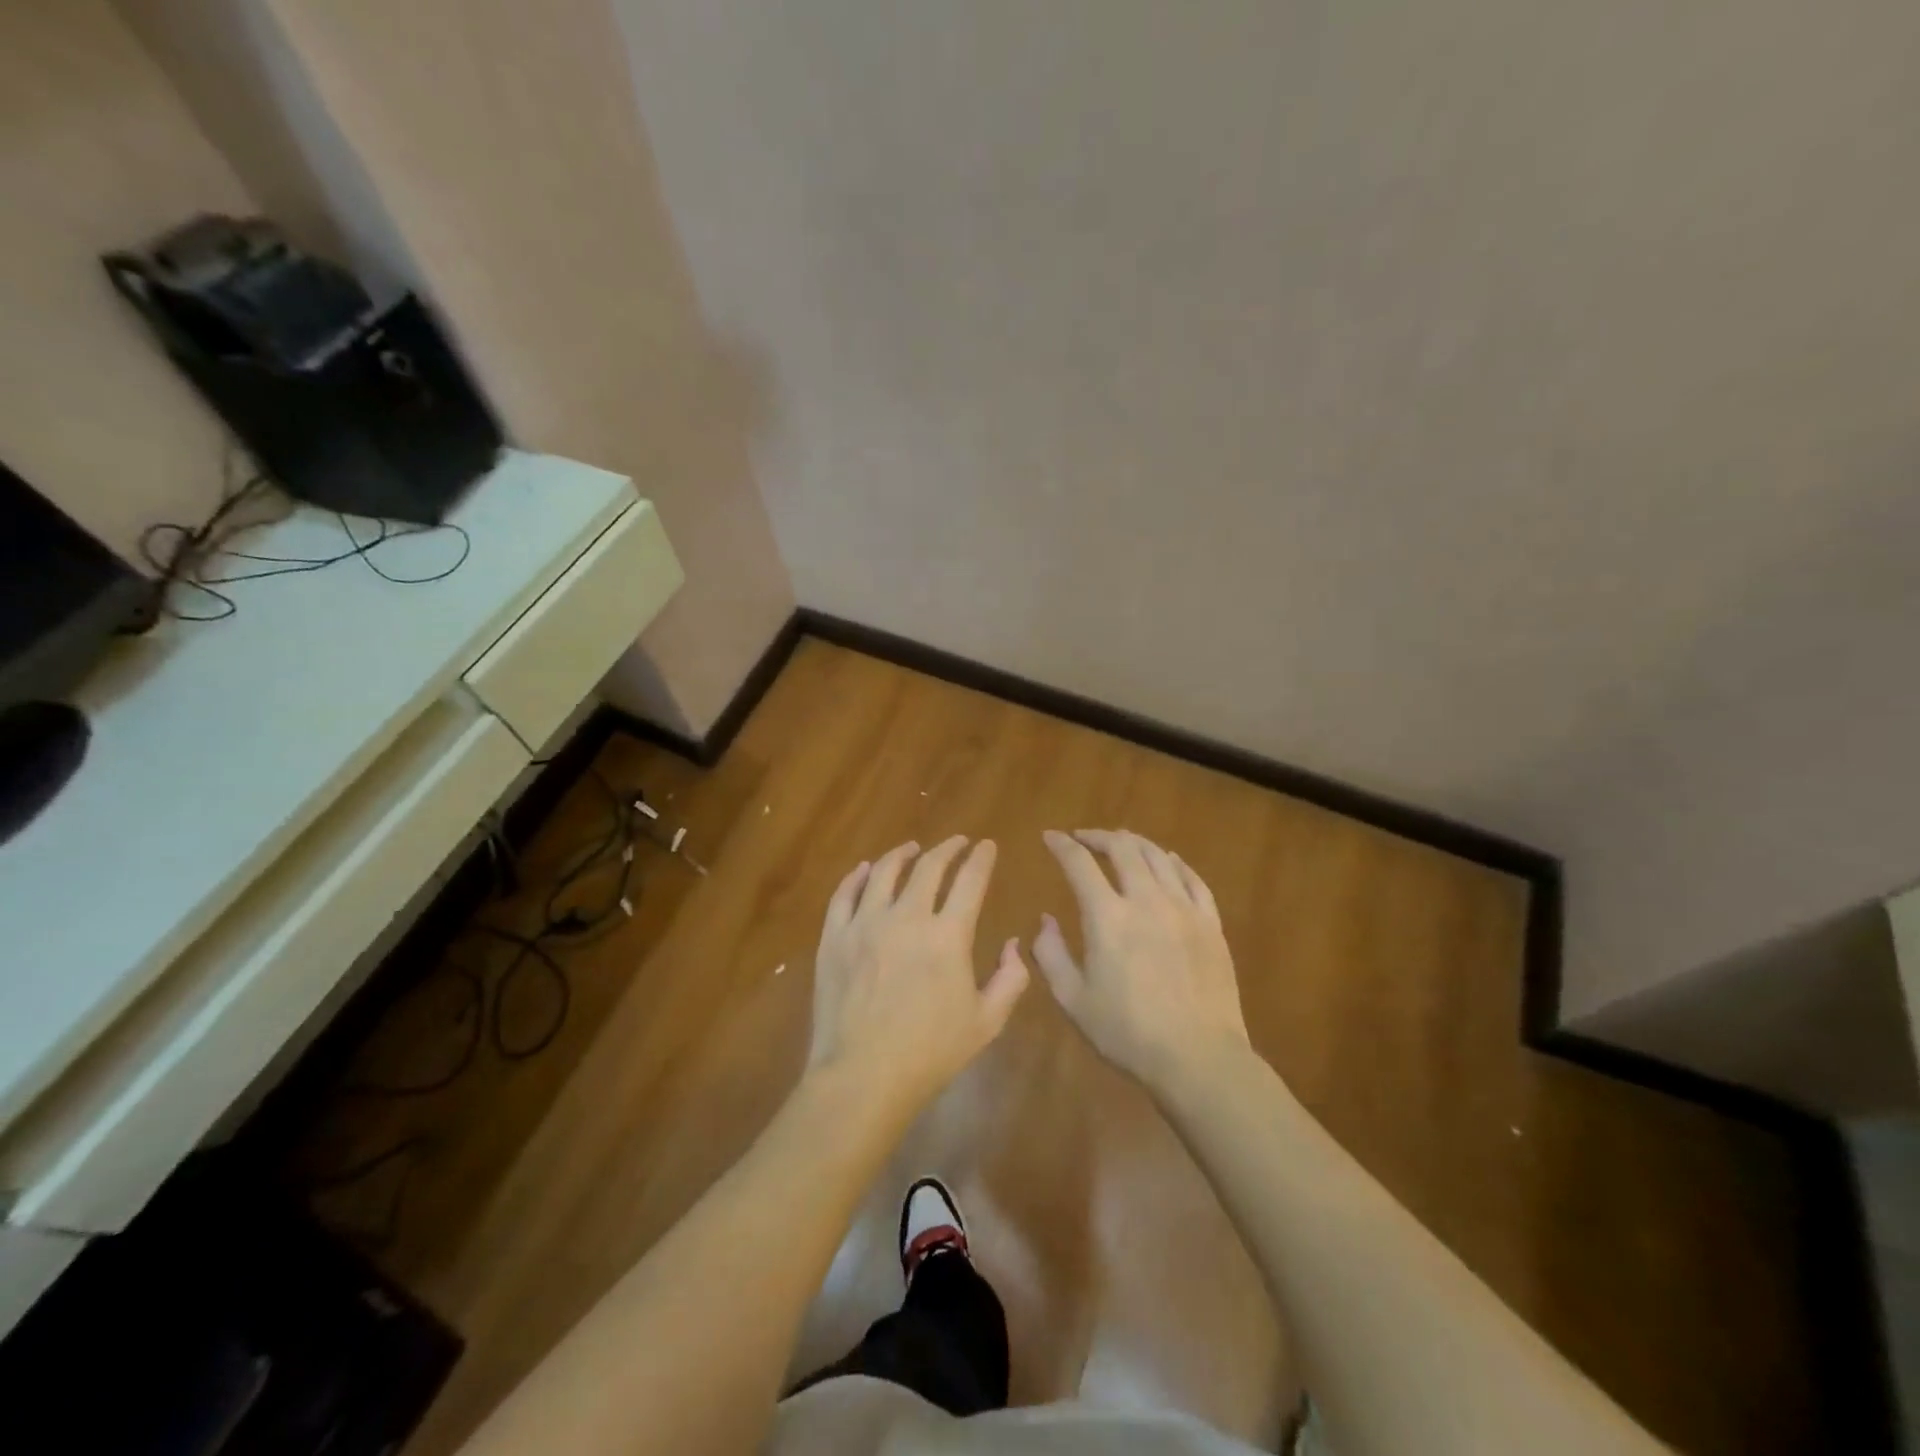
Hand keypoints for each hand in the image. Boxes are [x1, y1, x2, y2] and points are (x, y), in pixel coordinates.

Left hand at [807, 836, 1029, 1108]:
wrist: (862, 1077)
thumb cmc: (930, 1053)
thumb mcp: (987, 1022)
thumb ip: (1011, 979)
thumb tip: (1013, 944)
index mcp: (948, 935)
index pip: (970, 880)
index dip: (981, 858)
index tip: (987, 846)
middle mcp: (907, 917)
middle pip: (929, 867)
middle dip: (948, 848)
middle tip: (957, 842)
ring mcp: (865, 924)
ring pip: (884, 872)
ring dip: (902, 854)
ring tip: (911, 848)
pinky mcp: (834, 937)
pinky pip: (844, 894)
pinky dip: (857, 876)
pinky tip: (866, 870)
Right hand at [1035, 829, 1250, 1091]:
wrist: (1198, 1057)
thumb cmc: (1127, 1033)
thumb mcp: (1073, 1000)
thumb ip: (1050, 954)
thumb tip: (1046, 919)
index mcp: (1107, 917)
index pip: (1079, 863)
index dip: (1061, 845)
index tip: (1050, 837)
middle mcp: (1146, 900)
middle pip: (1122, 848)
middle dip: (1098, 836)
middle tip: (1083, 838)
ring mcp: (1183, 908)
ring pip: (1158, 856)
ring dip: (1134, 843)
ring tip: (1121, 843)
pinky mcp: (1210, 923)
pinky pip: (1192, 879)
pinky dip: (1174, 862)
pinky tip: (1167, 860)